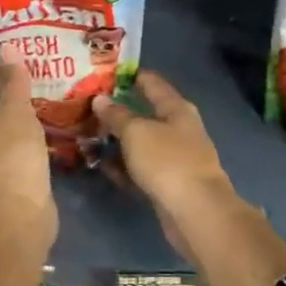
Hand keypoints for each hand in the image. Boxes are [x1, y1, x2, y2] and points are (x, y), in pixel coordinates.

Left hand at [0, 51, 54, 231]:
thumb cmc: (13, 154)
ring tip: (45, 102)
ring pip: (9, 134)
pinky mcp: (16, 182)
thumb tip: (4, 46)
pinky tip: (50, 135)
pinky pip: (24, 153)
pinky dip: (34, 141)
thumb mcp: (15, 111)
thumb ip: (13, 81)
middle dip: (9, 97)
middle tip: (33, 76)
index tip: (9, 58)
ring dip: (23, 120)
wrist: (20, 213)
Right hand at [94, 72, 234, 256]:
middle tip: (88, 106)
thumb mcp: (136, 132)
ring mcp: (175, 157)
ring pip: (141, 142)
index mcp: (176, 108)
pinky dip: (124, 166)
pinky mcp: (168, 183)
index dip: (130, 75)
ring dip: (118, 140)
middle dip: (118, 110)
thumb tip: (100, 98)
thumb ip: (116, 115)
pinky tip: (102, 166)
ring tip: (88, 135)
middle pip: (145, 113)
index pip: (152, 82)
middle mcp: (178, 128)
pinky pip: (141, 168)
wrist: (196, 213)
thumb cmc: (167, 161)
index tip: (104, 72)